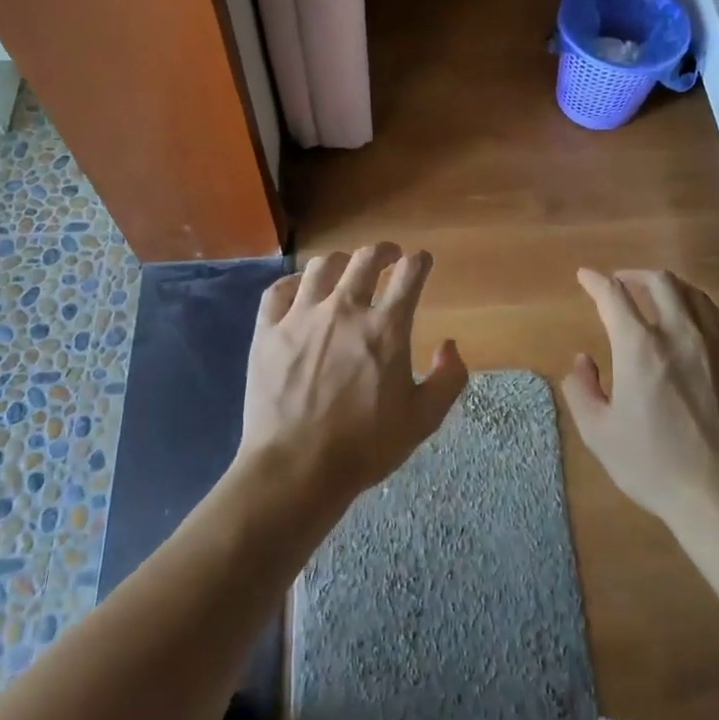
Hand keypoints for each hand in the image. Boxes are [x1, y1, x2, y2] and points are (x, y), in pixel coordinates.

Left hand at [237, 244, 469, 507]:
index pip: (409, 274)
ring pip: (322, 266)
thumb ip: (448, 379)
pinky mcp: (268, 331)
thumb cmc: (365, 446)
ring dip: (341, 262)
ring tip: (345, 268)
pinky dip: (294, 282)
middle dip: (383, 251)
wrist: (296, 468)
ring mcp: (302, 316)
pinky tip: (301, 289)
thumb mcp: (423, 420)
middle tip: (388, 255)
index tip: (421, 261)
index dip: (419, 262)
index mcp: (386, 327)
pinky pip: (279, 290)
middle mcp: (345, 309)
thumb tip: (449, 345)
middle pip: (366, 259)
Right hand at [563, 268, 718, 527]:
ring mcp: (718, 343)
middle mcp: (680, 332)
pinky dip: (700, 309)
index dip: (595, 281)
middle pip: (658, 282)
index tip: (586, 276)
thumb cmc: (654, 466)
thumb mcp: (598, 434)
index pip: (613, 295)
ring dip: (668, 287)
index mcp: (640, 346)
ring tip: (657, 297)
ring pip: (693, 294)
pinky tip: (696, 322)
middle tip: (621, 283)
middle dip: (634, 275)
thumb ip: (581, 389)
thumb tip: (583, 360)